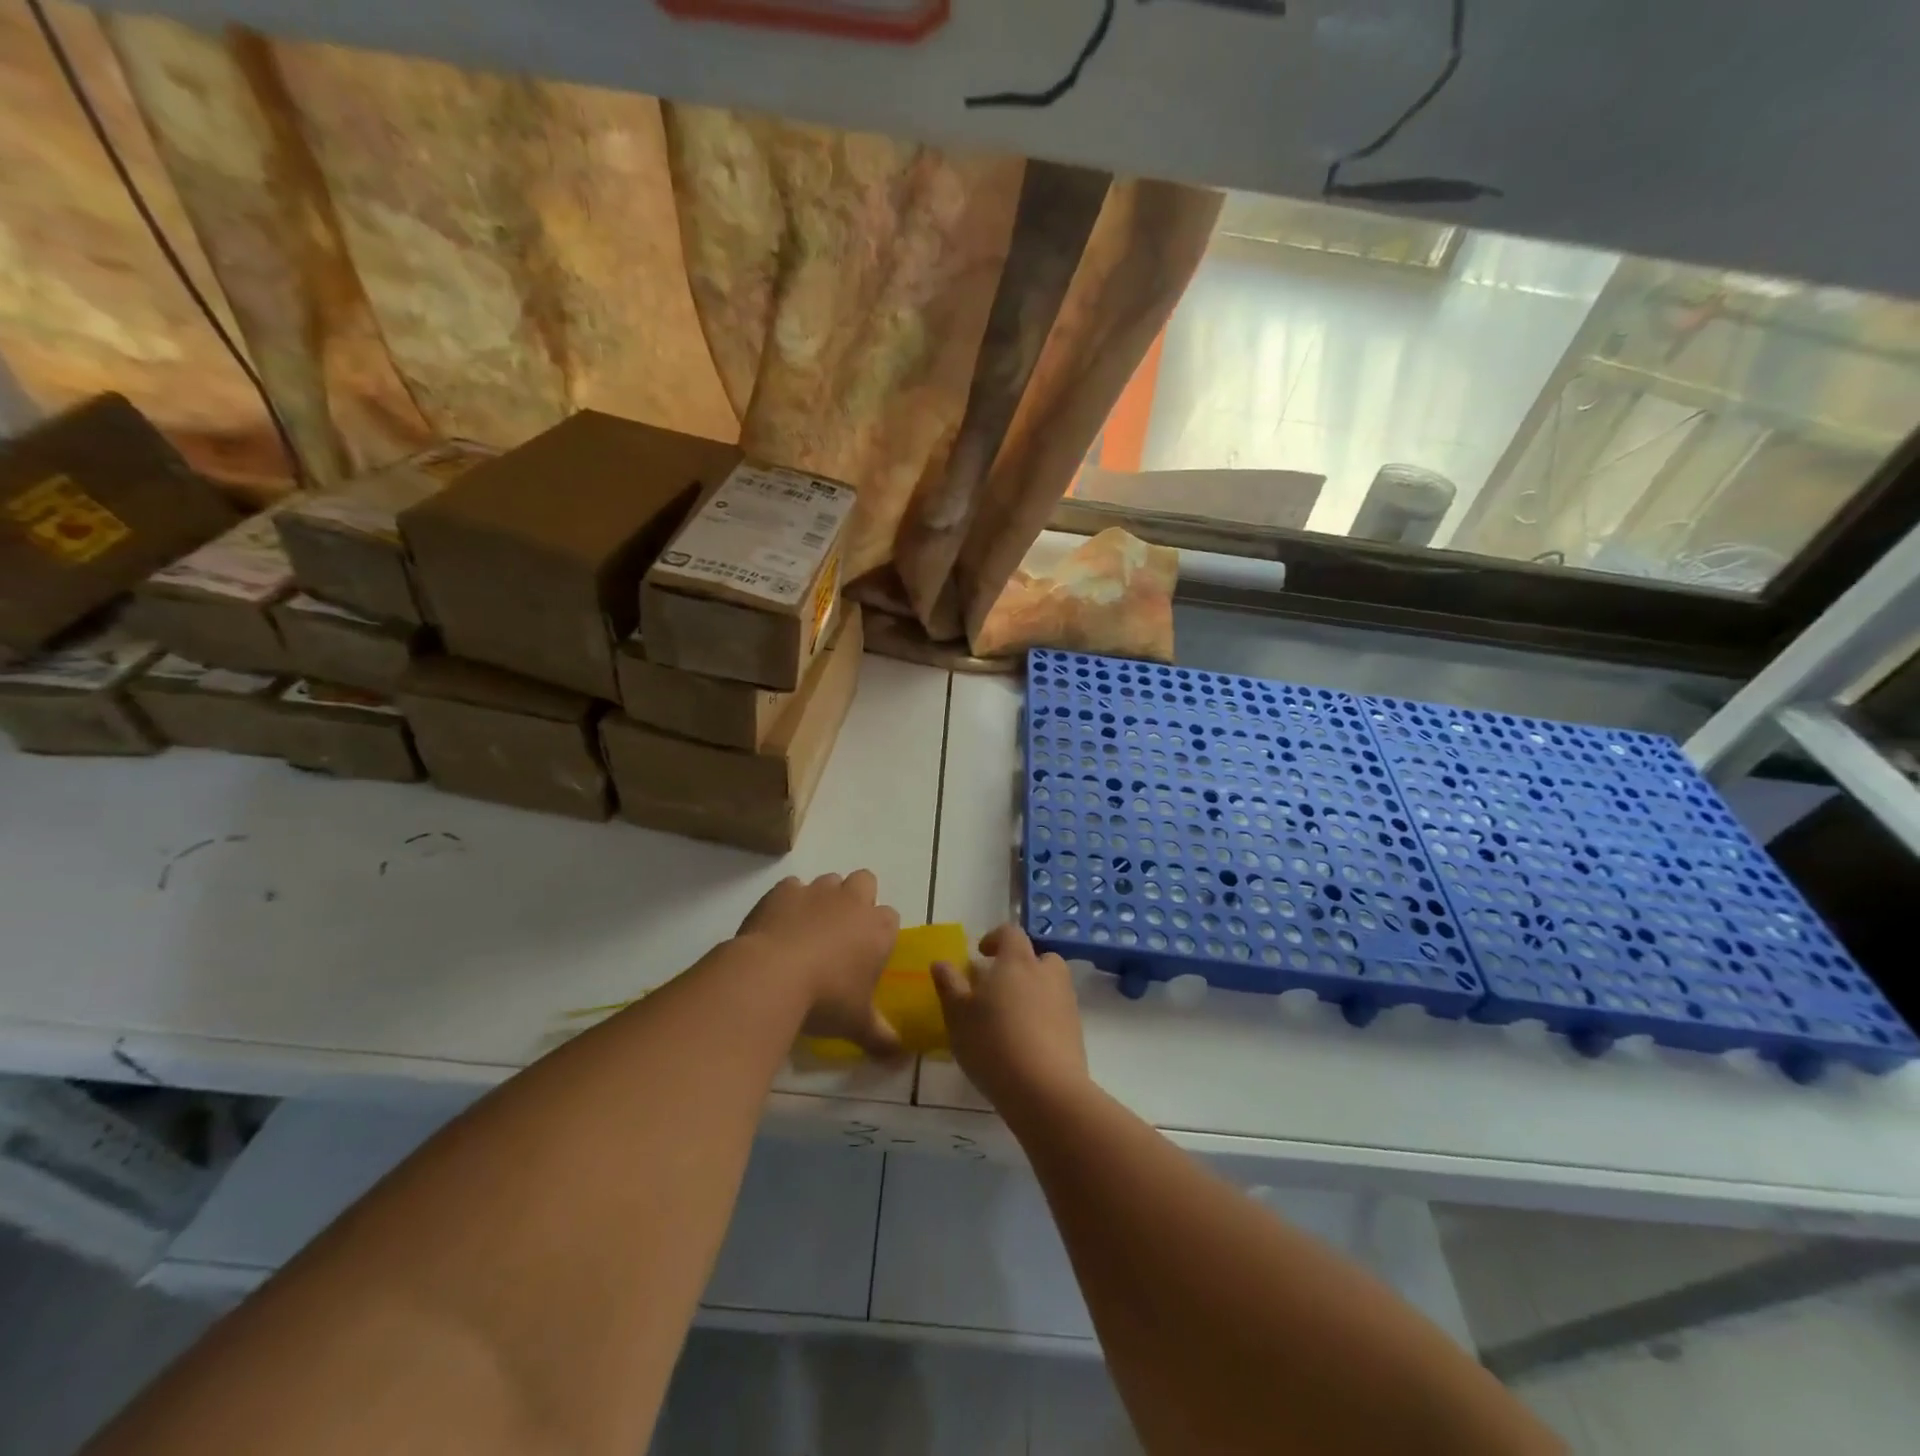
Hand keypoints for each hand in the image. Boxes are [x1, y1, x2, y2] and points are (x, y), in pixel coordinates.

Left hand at [736, 871, 901, 1057]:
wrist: (770, 976)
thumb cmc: (825, 999)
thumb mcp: (857, 1024)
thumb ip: (881, 1038)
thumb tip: (902, 1060)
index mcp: (878, 928)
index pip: (890, 918)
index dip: (880, 933)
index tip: (867, 955)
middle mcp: (852, 901)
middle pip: (865, 882)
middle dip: (857, 900)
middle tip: (842, 933)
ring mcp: (817, 891)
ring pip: (829, 882)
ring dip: (824, 899)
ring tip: (808, 931)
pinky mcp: (784, 890)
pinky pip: (791, 888)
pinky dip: (788, 902)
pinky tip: (779, 927)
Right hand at [932, 924, 1087, 1112]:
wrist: (1045, 1090)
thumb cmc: (992, 1043)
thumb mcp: (958, 1014)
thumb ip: (949, 985)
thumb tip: (941, 963)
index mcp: (1017, 961)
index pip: (1010, 933)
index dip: (995, 938)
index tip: (981, 954)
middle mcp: (1046, 974)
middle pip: (1038, 957)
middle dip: (1020, 966)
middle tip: (998, 988)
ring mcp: (1066, 1002)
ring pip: (1050, 985)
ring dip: (1033, 993)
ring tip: (1010, 1019)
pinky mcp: (1076, 1032)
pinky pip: (1057, 1014)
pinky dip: (1044, 1020)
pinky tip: (1026, 1044)